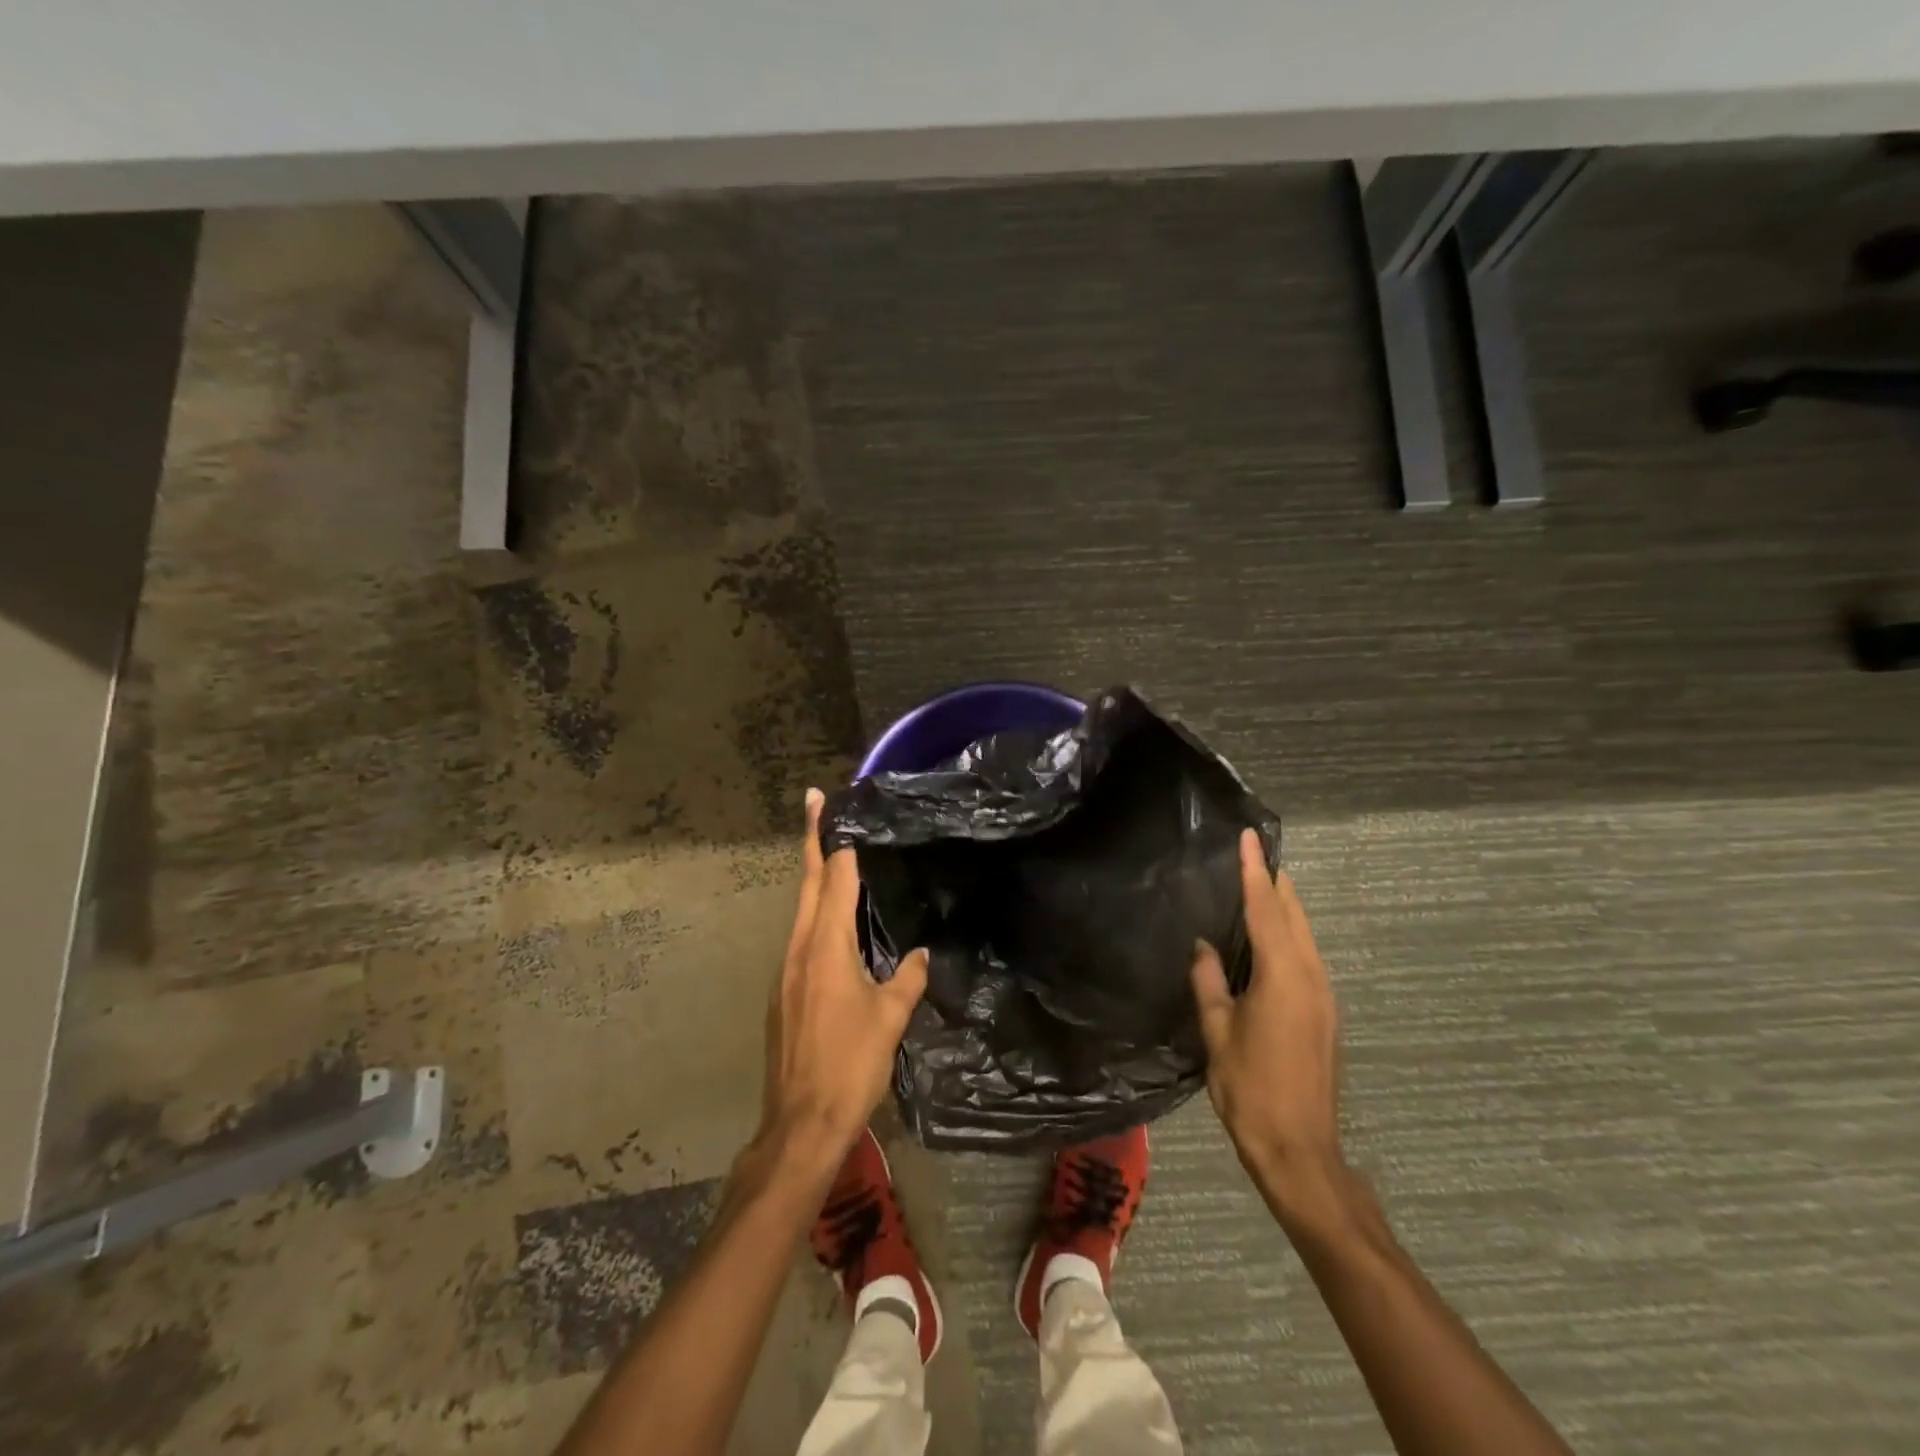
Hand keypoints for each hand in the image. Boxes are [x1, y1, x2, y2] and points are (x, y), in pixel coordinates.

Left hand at [756, 789, 928, 1171]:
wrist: (801, 1123)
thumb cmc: (850, 1064)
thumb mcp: (890, 1018)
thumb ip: (908, 978)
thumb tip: (922, 953)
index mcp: (826, 946)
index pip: (834, 879)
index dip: (837, 841)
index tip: (832, 806)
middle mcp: (799, 948)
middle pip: (807, 883)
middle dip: (812, 840)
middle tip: (815, 803)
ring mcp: (786, 971)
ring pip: (801, 910)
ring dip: (815, 877)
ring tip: (833, 854)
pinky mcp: (783, 993)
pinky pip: (801, 937)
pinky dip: (815, 914)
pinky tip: (834, 923)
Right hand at [1191, 829, 1345, 1226]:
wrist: (1301, 1152)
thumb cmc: (1251, 1089)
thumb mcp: (1217, 1033)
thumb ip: (1209, 983)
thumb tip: (1203, 946)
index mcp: (1283, 977)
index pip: (1265, 910)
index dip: (1254, 872)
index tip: (1250, 839)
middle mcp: (1311, 978)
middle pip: (1294, 917)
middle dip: (1276, 883)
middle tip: (1256, 853)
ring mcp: (1324, 998)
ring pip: (1305, 937)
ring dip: (1284, 908)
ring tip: (1262, 885)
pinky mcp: (1325, 1016)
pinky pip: (1307, 958)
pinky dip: (1289, 935)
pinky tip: (1271, 939)